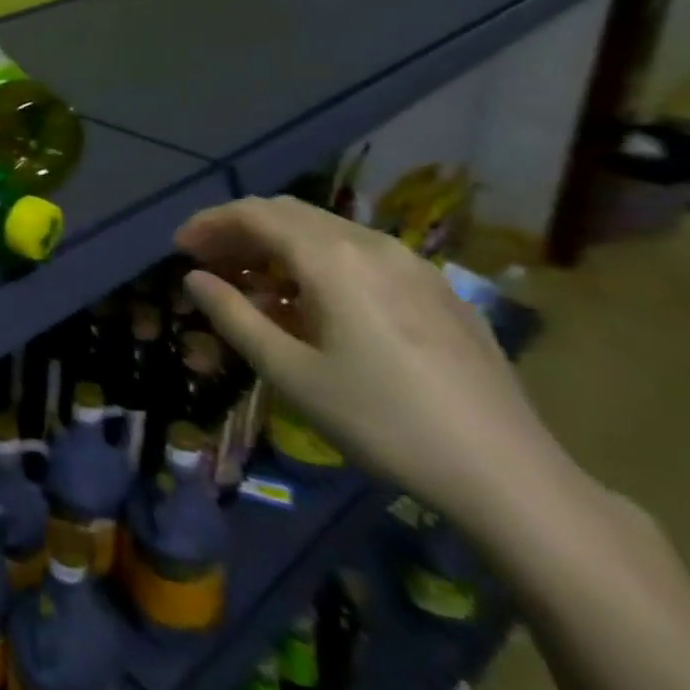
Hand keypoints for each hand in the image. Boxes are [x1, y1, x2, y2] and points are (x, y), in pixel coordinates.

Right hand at [175, 196, 561, 525]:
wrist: (509, 475)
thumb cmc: (382, 421)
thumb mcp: (290, 373)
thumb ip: (234, 316)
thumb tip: (194, 279)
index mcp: (333, 259)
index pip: (255, 214)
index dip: (210, 223)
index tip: (179, 248)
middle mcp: (372, 246)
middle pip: (289, 214)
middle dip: (241, 230)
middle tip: (207, 261)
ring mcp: (413, 265)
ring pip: (327, 231)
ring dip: (279, 246)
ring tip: (253, 284)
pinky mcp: (440, 291)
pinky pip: (362, 255)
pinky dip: (319, 262)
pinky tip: (313, 304)